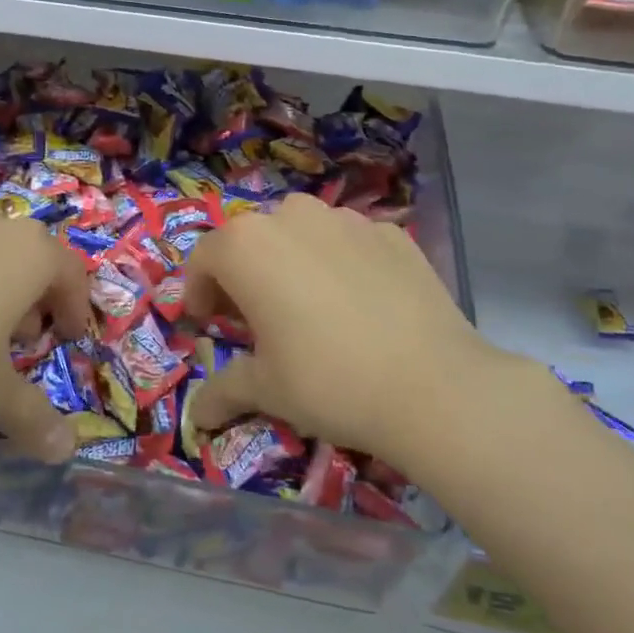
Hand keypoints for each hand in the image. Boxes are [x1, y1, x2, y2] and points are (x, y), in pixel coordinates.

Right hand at [184, 194, 540, 461]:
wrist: (435, 386)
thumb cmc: (328, 381)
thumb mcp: (266, 390)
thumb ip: (223, 390)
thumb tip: (198, 416)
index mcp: (247, 245)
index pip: (205, 257)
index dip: (199, 291)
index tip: (208, 322)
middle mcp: (292, 216)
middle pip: (252, 240)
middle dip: (245, 275)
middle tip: (256, 319)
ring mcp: (347, 219)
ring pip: (302, 233)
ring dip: (292, 262)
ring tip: (310, 307)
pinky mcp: (392, 233)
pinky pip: (350, 243)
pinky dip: (342, 264)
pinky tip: (360, 306)